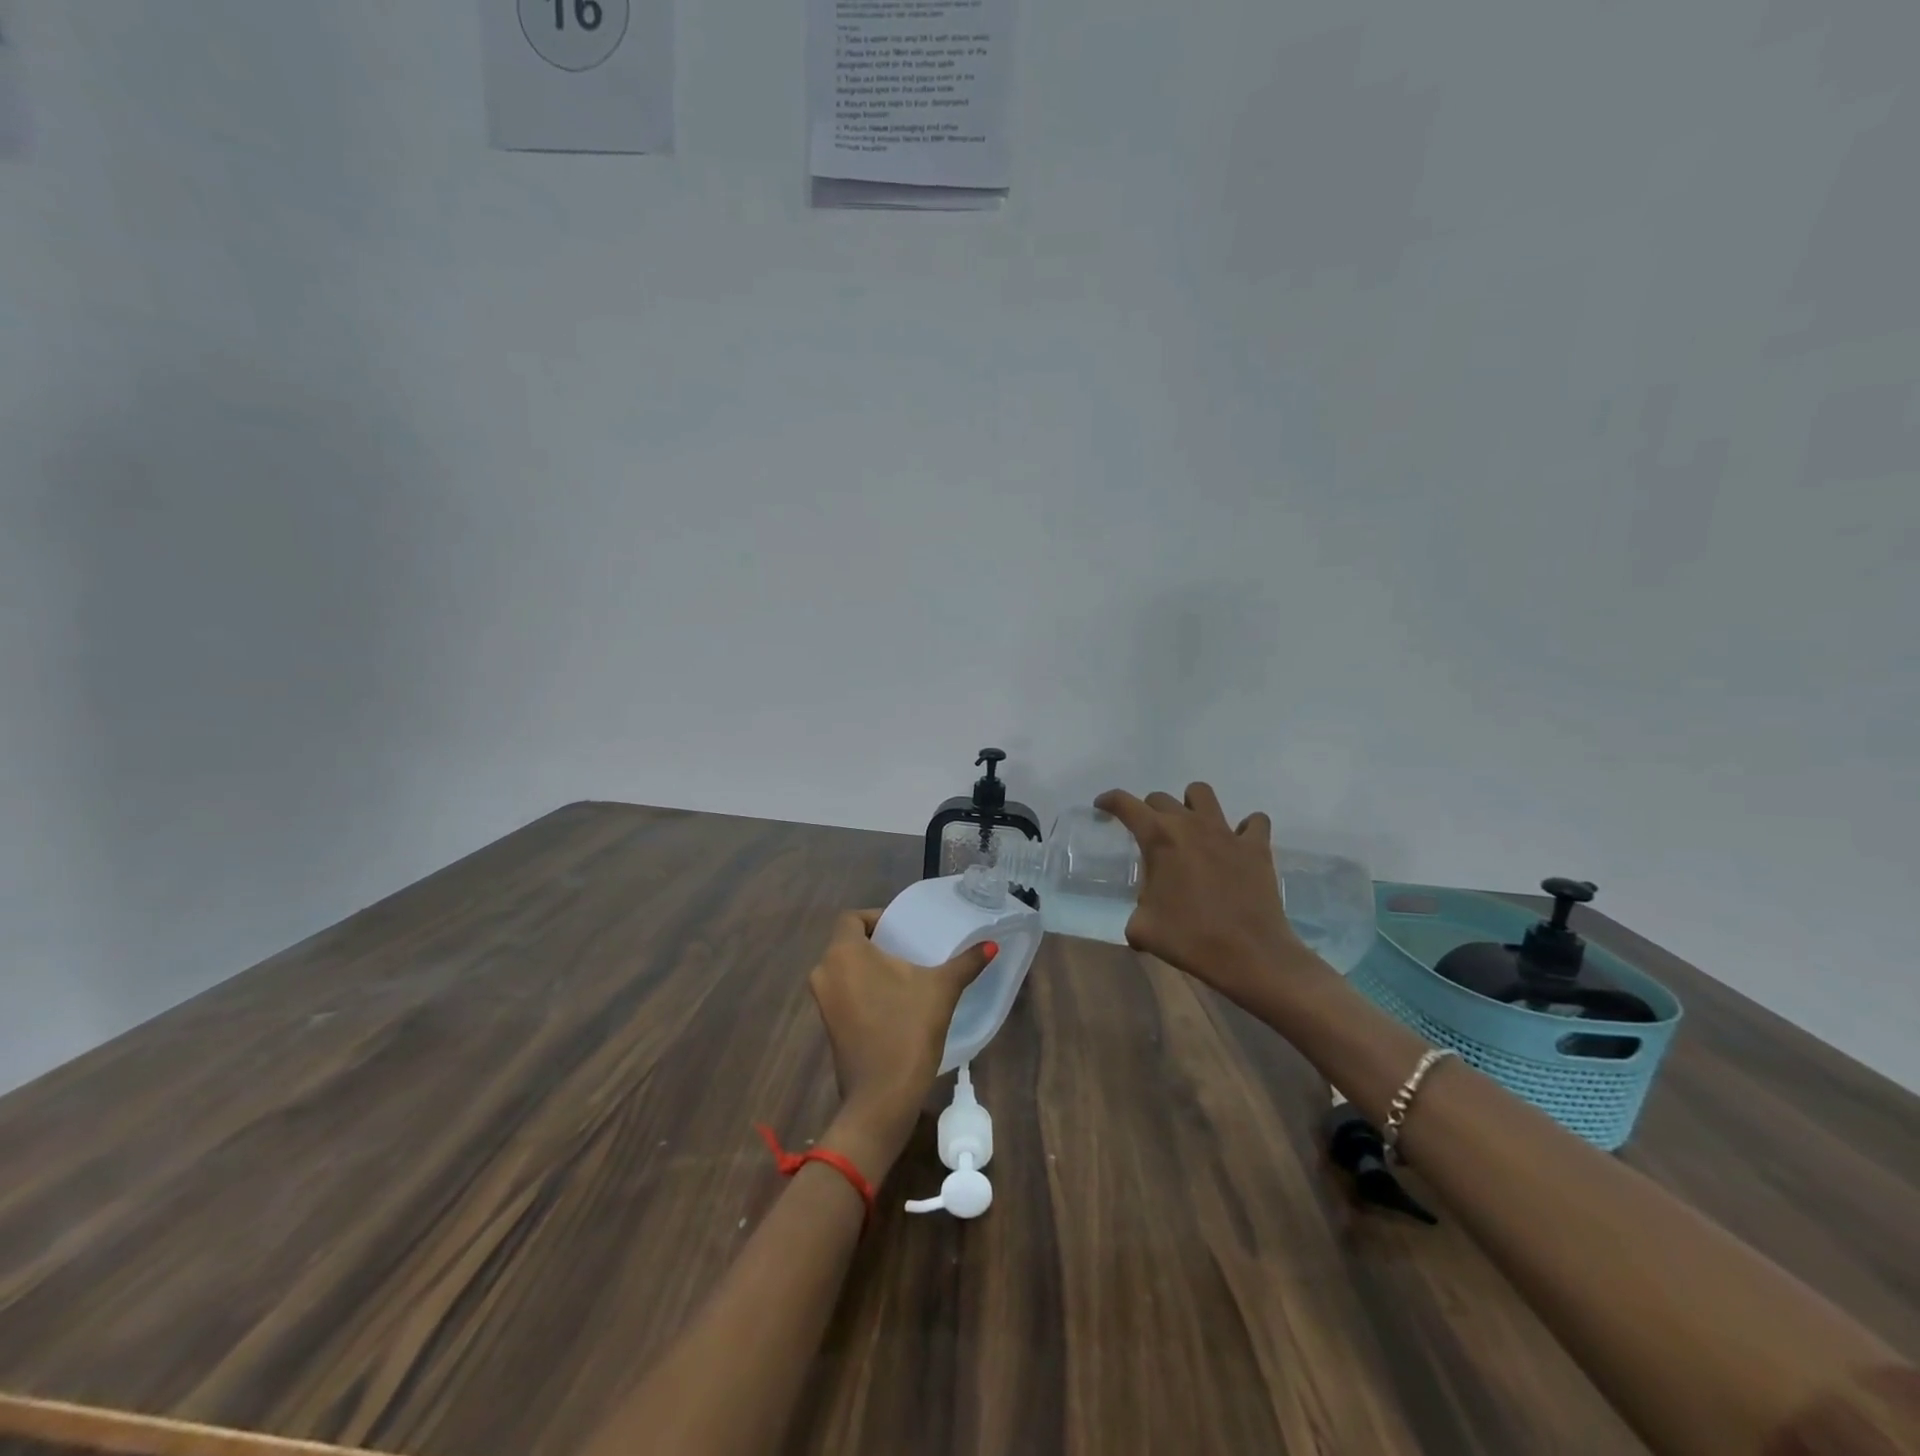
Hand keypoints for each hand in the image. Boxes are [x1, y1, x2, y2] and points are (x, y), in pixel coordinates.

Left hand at [808, 910, 996, 1174]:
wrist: (882, 1097)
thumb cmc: (908, 1030)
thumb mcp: (942, 989)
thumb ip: (966, 962)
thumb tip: (991, 945)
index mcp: (845, 952)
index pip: (853, 918)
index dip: (877, 917)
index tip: (904, 929)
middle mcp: (825, 970)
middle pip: (848, 943)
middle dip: (877, 943)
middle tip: (910, 949)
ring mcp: (822, 1000)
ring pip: (845, 968)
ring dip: (870, 967)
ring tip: (905, 973)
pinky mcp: (827, 1024)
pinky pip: (844, 991)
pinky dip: (863, 988)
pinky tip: (893, 1000)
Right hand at [1095, 782, 1322, 1008]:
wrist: (1249, 954)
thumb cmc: (1189, 938)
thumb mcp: (1143, 928)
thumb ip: (1136, 911)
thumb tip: (1142, 915)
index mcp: (1158, 838)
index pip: (1125, 804)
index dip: (1109, 801)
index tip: (1102, 806)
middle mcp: (1190, 825)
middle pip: (1161, 799)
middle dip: (1149, 811)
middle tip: (1149, 836)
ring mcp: (1226, 832)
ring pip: (1202, 794)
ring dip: (1191, 805)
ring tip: (1191, 828)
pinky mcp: (1256, 847)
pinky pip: (1254, 822)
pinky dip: (1245, 828)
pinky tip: (1238, 844)